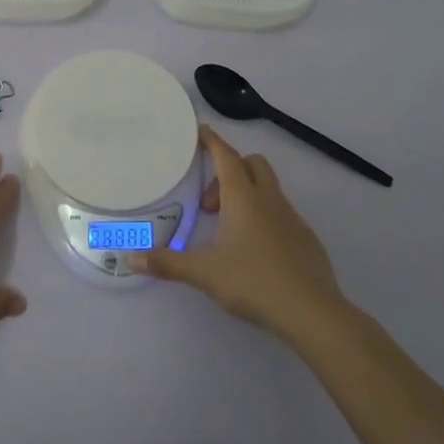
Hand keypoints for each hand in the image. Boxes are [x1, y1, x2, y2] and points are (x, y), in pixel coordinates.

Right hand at [131, 125, 346, 344]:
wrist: (312, 312)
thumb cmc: (254, 282)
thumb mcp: (204, 273)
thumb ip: (168, 264)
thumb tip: (131, 258)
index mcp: (244, 199)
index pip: (226, 156)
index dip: (211, 141)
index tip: (199, 131)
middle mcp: (269, 200)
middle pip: (252, 165)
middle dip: (229, 171)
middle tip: (209, 204)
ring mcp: (292, 218)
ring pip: (268, 189)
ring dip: (245, 196)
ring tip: (226, 231)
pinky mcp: (306, 239)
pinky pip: (281, 214)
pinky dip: (263, 219)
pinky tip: (253, 252)